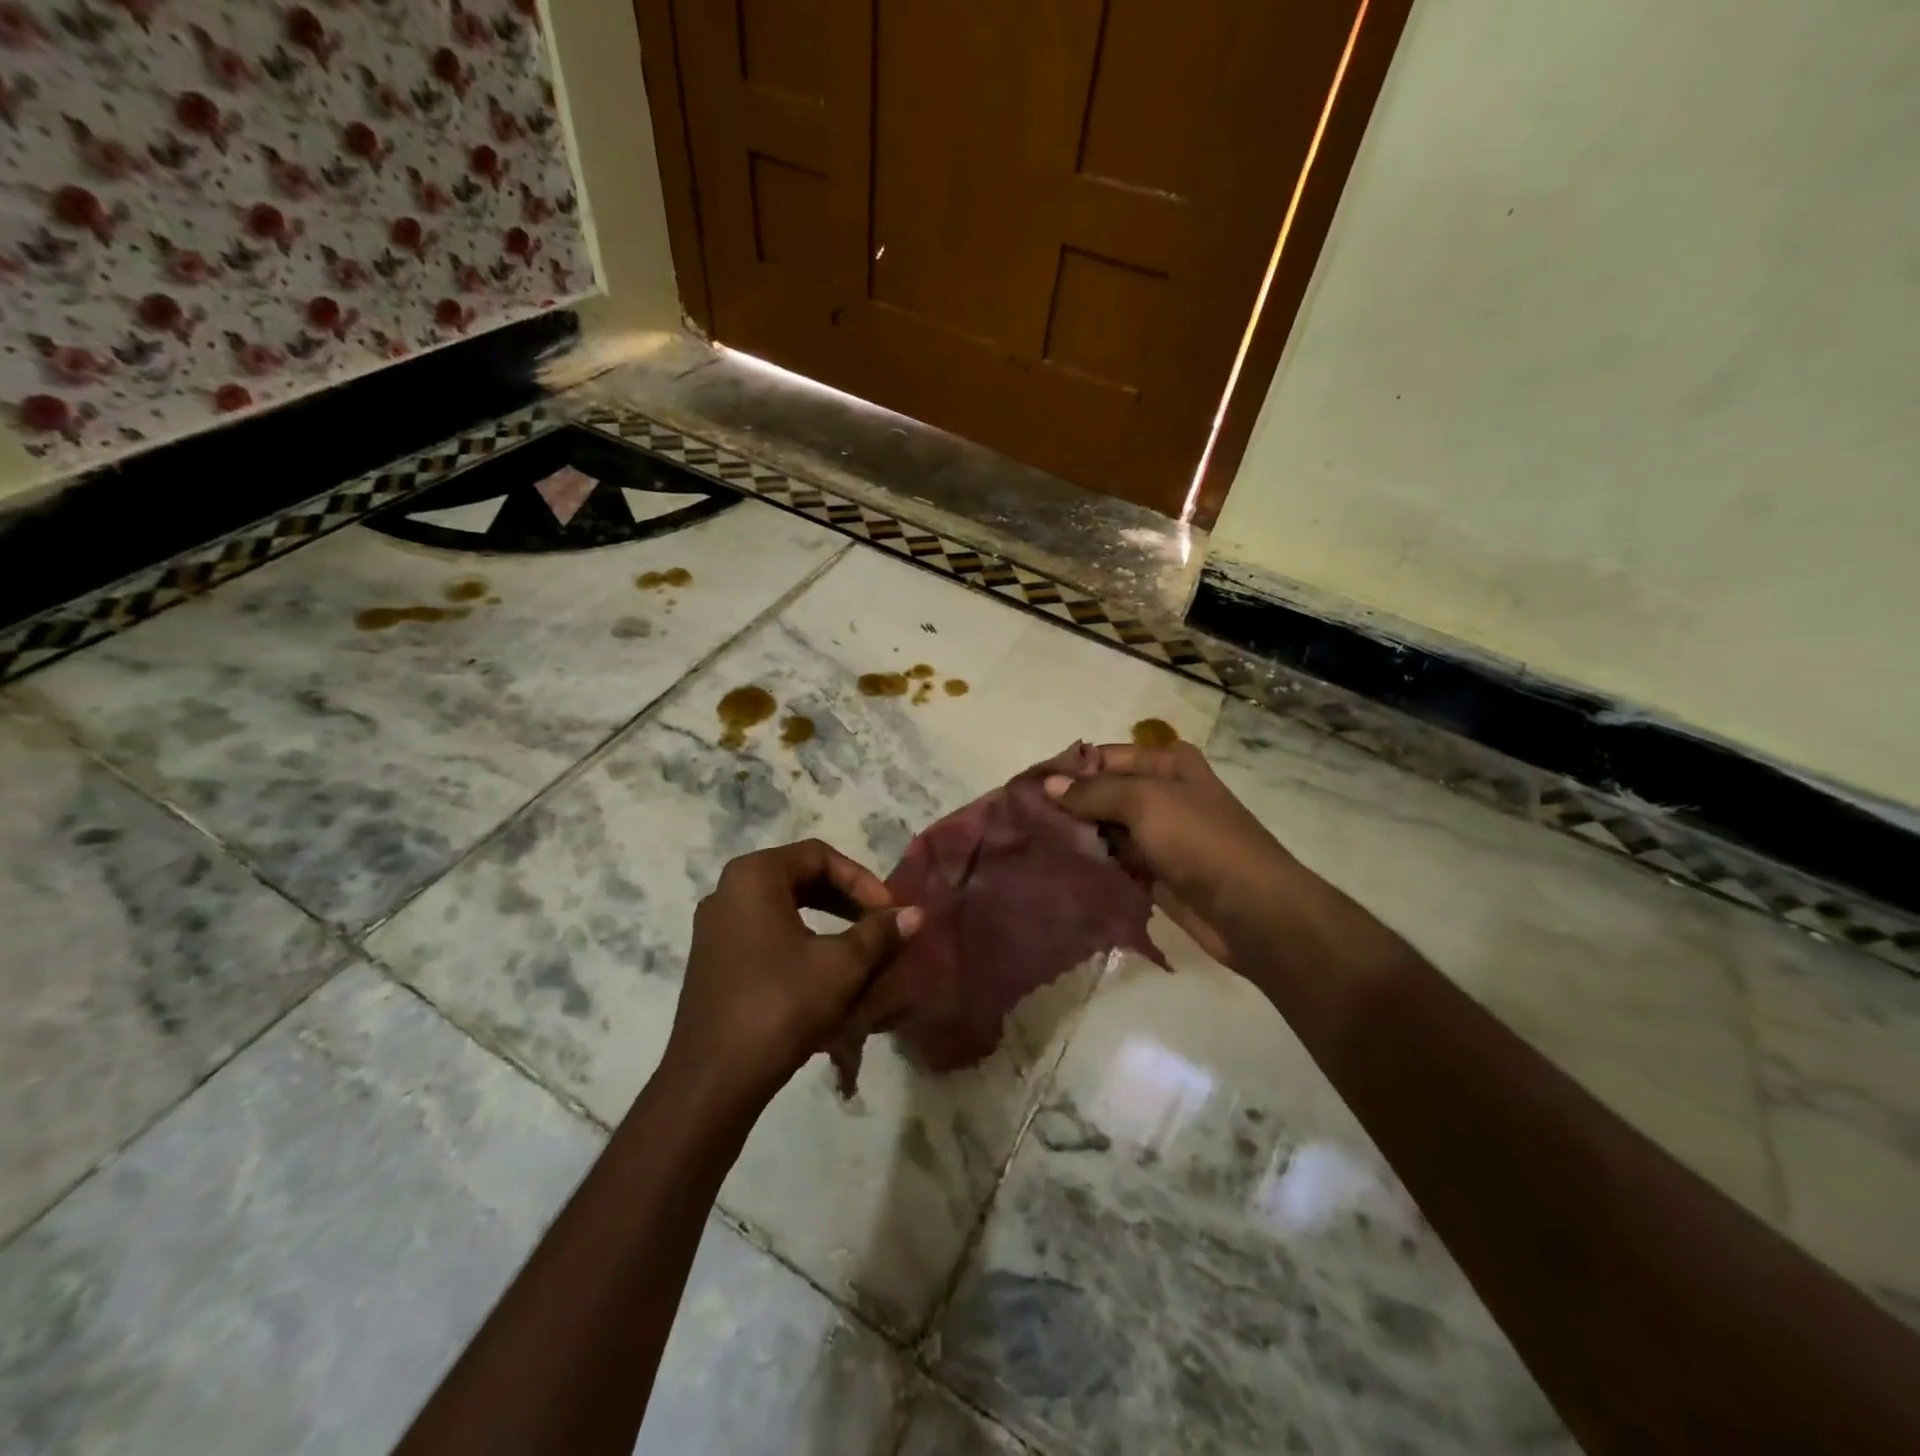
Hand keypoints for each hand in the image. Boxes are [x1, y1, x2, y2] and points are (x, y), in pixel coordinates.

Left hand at [665, 839, 920, 1112]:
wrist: (713, 1080)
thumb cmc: (780, 1006)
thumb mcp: (841, 966)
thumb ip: (880, 933)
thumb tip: (916, 913)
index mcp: (753, 877)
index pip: (819, 856)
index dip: (862, 880)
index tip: (889, 912)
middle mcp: (728, 891)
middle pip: (801, 877)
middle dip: (847, 900)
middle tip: (879, 925)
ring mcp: (716, 927)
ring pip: (785, 908)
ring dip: (828, 922)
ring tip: (861, 948)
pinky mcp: (714, 960)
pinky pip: (766, 933)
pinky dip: (802, 942)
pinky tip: (826, 972)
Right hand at [1045, 741, 1293, 968]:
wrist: (1251, 909)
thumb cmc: (1200, 840)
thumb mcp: (1145, 802)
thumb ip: (1094, 792)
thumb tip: (1048, 785)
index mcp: (1167, 763)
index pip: (1104, 757)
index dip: (1068, 770)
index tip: (1027, 788)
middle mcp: (1162, 793)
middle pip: (1104, 793)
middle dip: (1068, 805)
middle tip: (1024, 820)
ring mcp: (1159, 836)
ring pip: (1106, 829)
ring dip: (1077, 836)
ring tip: (1033, 844)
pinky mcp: (1156, 873)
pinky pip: (1115, 862)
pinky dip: (1093, 863)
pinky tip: (1060, 867)